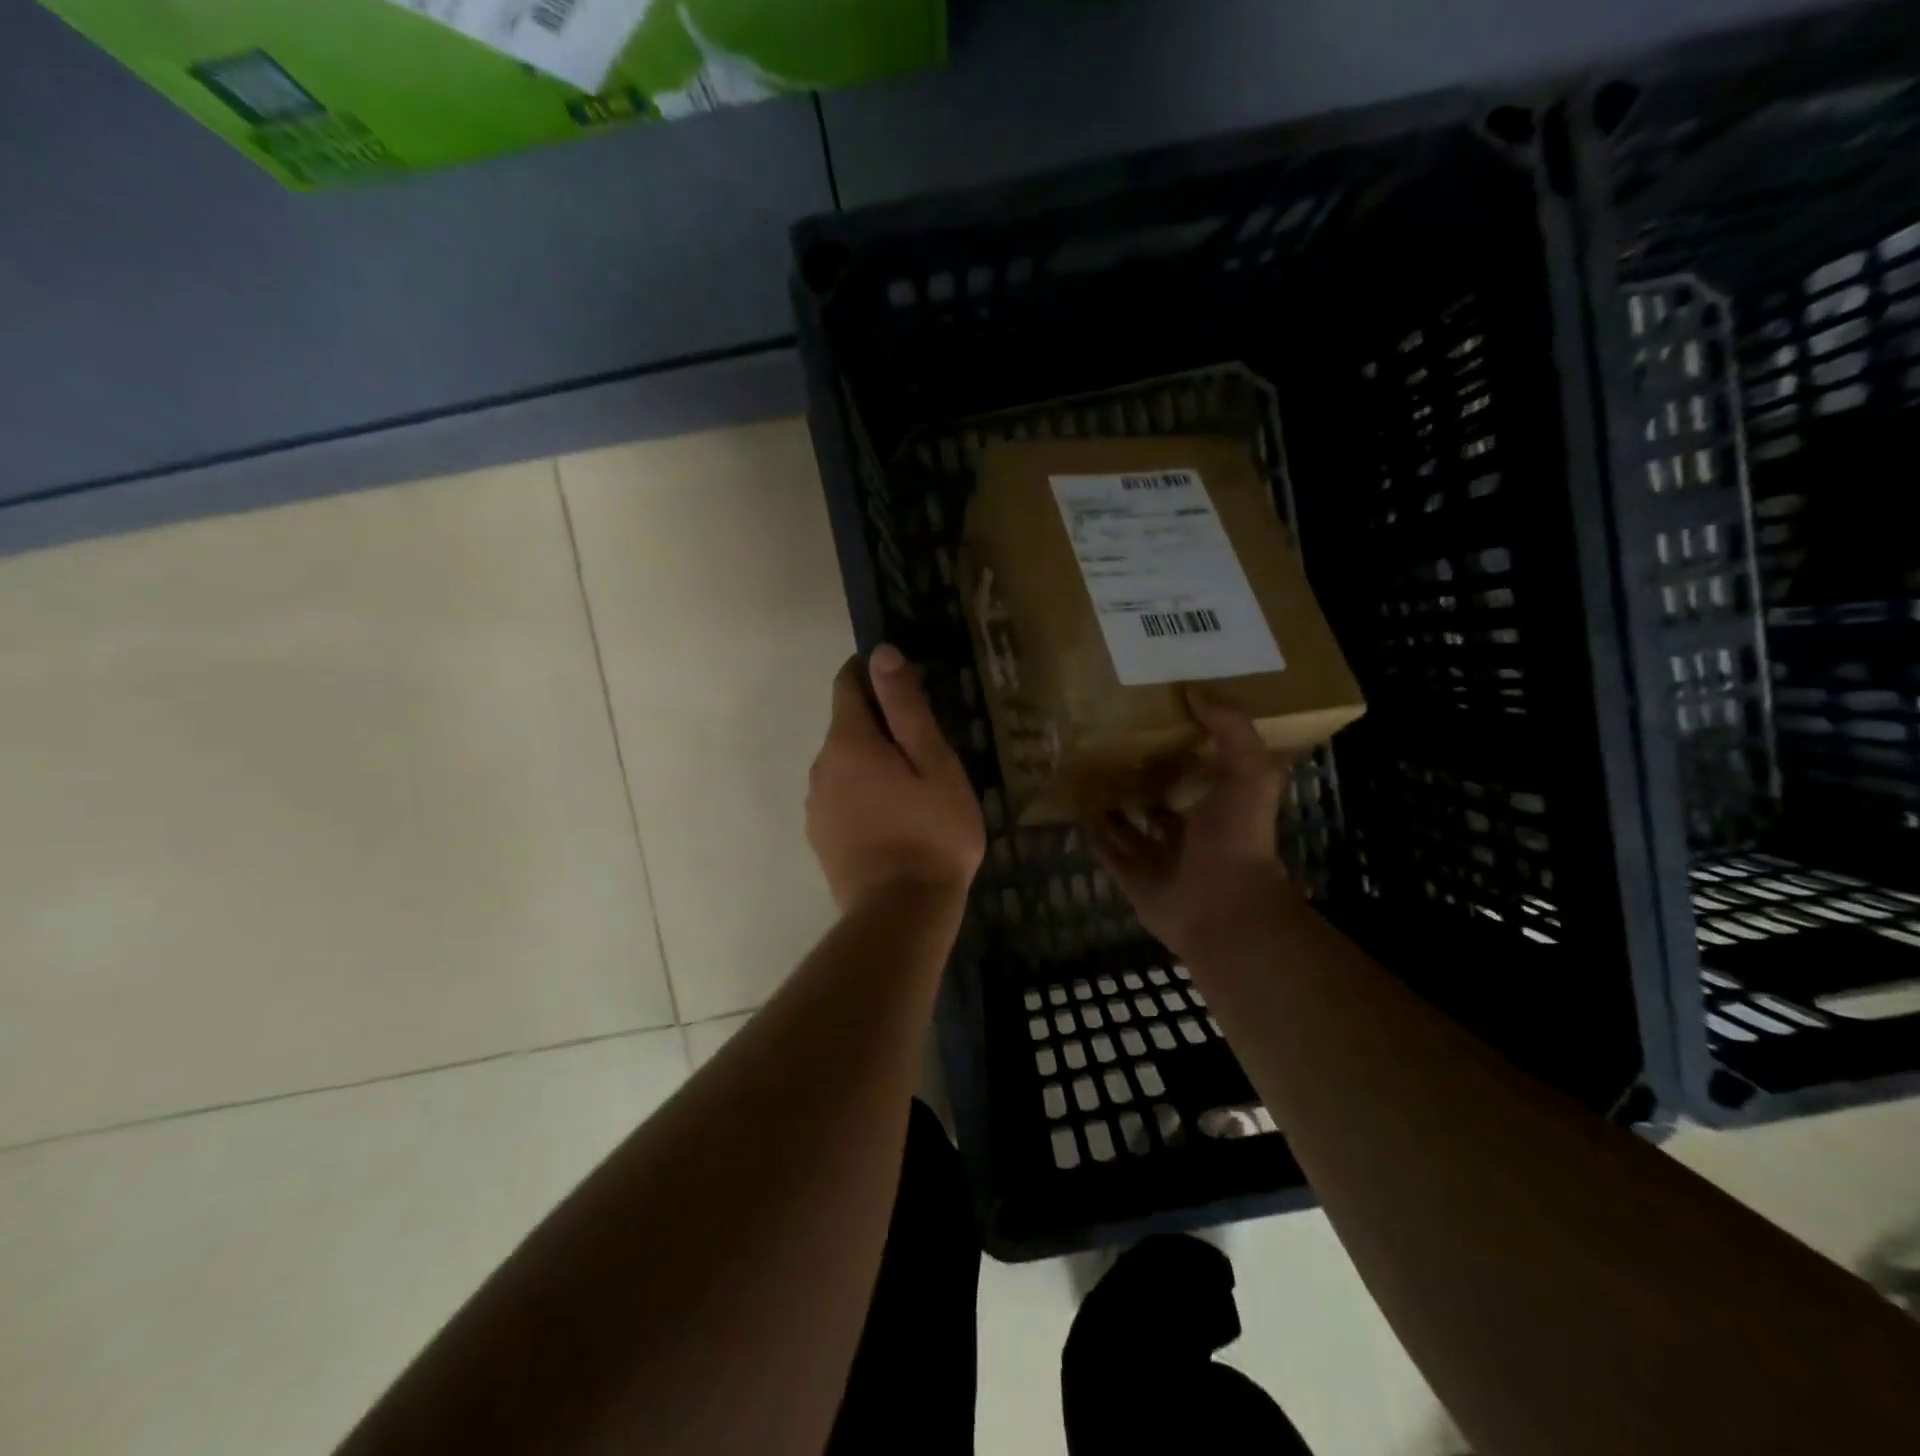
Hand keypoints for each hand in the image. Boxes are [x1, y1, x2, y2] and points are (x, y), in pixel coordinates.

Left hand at [807, 645, 985, 913]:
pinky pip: (841, 798)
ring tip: (914, 788)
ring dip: (872, 763)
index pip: (847, 684)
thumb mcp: (933, 763)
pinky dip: (863, 795)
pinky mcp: (821, 836)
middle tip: (925, 746)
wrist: (900, 913)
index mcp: (848, 742)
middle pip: (846, 726)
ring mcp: (816, 805)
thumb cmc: (930, 833)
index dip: (871, 674)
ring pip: (844, 765)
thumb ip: (905, 707)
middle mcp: (821, 767)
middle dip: (879, 725)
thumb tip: (880, 653)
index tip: (903, 684)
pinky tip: (894, 820)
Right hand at [1088, 691, 1294, 959]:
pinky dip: (1095, 835)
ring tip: (1087, 773)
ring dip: (1114, 806)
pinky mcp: (1134, 881)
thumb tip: (1193, 690)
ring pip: (1132, 827)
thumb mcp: (1248, 769)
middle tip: (1111, 744)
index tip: (1154, 719)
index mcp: (1220, 808)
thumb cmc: (1237, 835)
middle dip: (1142, 777)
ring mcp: (1161, 859)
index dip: (1181, 748)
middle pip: (1161, 800)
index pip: (1198, 773)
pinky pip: (1110, 853)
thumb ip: (1230, 727)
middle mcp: (1190, 833)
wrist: (1220, 905)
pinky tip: (1077, 810)